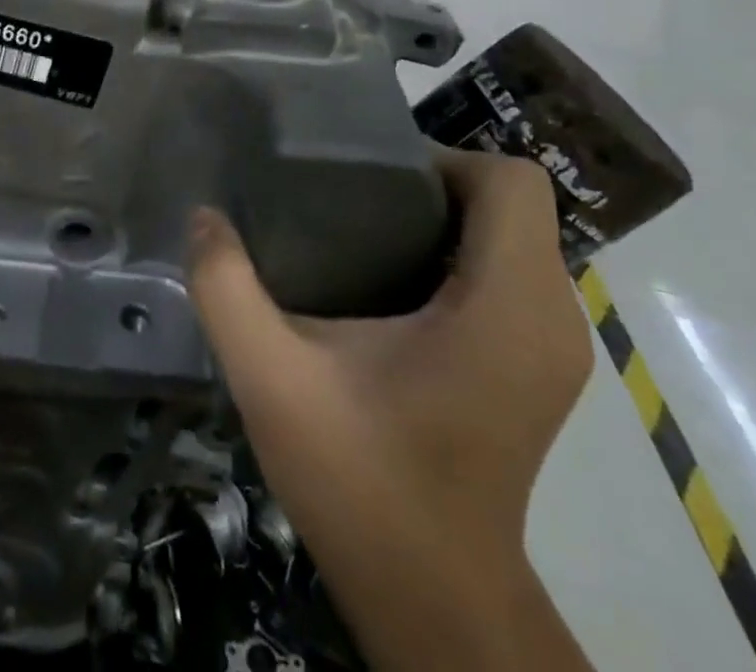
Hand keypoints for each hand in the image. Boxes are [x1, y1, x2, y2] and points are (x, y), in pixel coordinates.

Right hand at [187, 149, 594, 670]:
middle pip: (512, 203)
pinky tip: (389, 284)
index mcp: (506, 306)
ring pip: (512, 237)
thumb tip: (203, 217)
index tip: (370, 175)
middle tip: (350, 193)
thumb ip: (226, 287)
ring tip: (362, 229)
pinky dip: (457, 256)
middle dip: (433, 183)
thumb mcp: (271, 377)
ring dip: (444, 219)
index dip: (443, 159)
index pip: (510, 182)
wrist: (433, 597)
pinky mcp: (539, 368)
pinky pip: (509, 274)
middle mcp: (550, 317)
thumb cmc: (362, 482)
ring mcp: (552, 346)